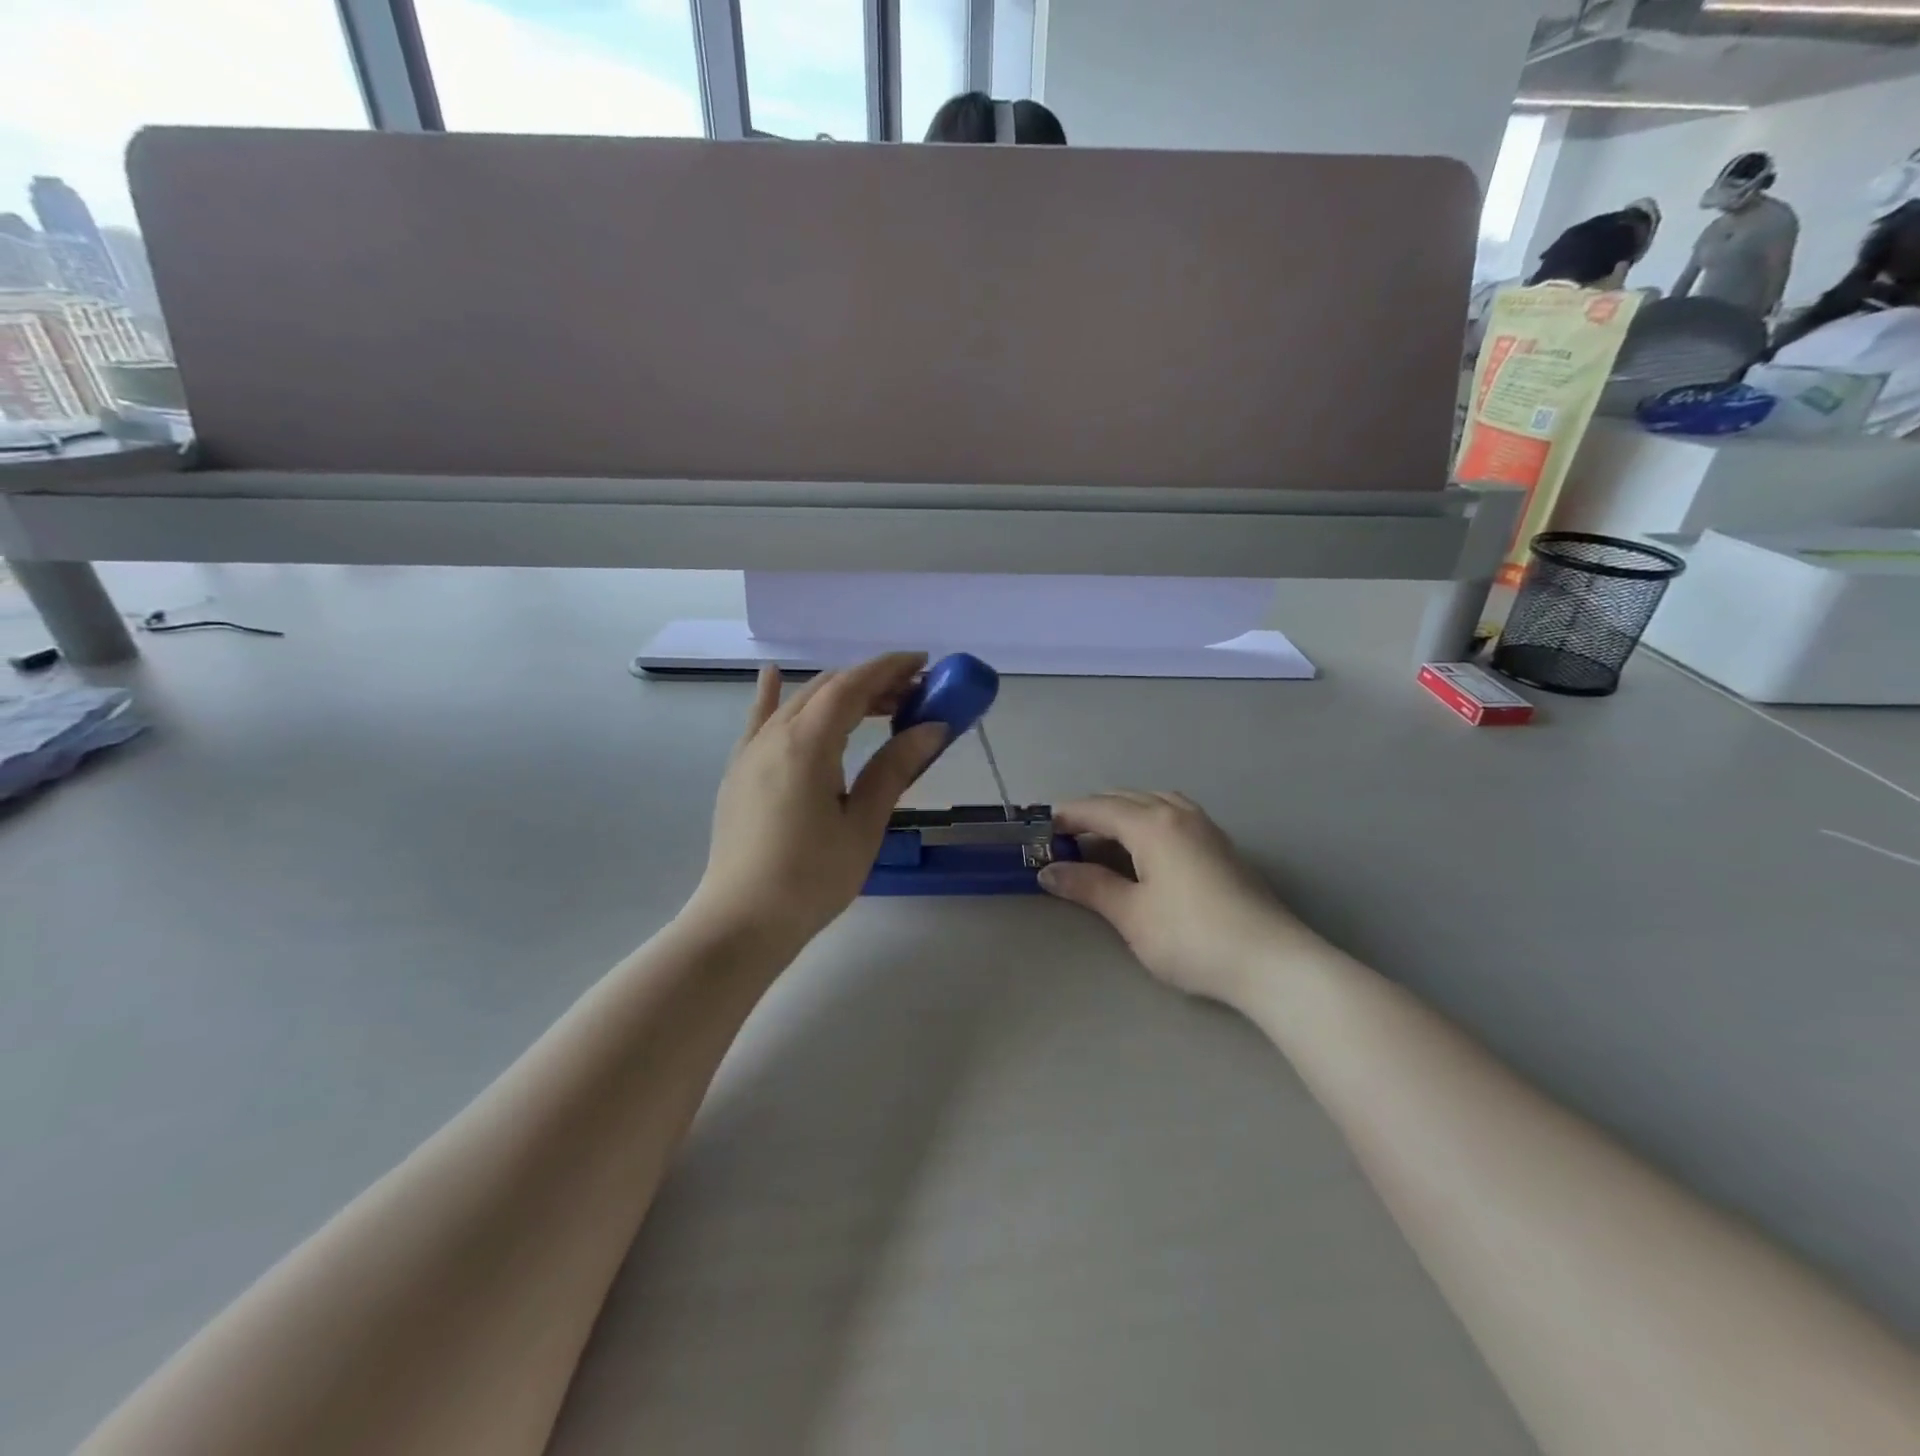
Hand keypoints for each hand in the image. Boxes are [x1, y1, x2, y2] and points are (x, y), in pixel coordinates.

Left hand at [688, 653, 946, 947]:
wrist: (742, 920)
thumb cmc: (812, 878)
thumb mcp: (863, 824)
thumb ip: (894, 769)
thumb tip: (932, 728)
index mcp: (807, 745)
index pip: (852, 686)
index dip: (889, 669)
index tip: (923, 664)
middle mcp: (774, 735)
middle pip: (827, 689)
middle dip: (871, 683)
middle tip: (912, 696)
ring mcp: (750, 751)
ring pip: (798, 702)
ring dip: (838, 694)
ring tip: (876, 704)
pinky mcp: (739, 771)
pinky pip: (759, 720)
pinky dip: (773, 696)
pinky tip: (773, 674)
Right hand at [1039, 792, 1317, 1005]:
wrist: (1270, 961)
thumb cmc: (1191, 937)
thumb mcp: (1131, 914)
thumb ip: (1089, 886)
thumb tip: (1049, 871)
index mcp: (1151, 824)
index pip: (1098, 808)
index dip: (1067, 817)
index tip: (1041, 831)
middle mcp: (1178, 814)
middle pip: (1125, 799)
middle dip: (1092, 812)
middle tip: (1066, 839)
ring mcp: (1205, 827)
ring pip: (1154, 802)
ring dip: (1123, 812)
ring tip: (1104, 839)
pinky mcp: (1221, 846)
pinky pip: (1174, 814)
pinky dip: (1148, 819)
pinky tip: (1146, 848)